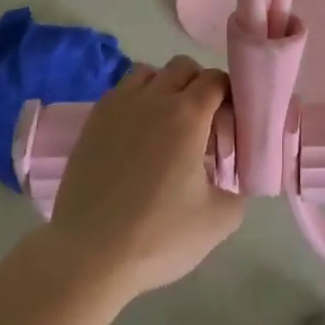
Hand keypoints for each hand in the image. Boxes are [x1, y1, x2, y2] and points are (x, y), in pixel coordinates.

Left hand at [48, 57, 244, 299]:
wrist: (88, 258)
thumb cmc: (158, 237)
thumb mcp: (219, 220)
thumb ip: (237, 191)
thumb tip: (230, 180)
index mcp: (188, 114)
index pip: (217, 80)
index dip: (230, 96)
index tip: (231, 123)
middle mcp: (153, 98)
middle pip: (183, 67)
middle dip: (199, 85)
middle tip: (203, 123)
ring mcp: (118, 107)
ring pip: (149, 73)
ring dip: (164, 87)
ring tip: (167, 123)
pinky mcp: (92, 122)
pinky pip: (120, 92)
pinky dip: (136, 101)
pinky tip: (137, 135)